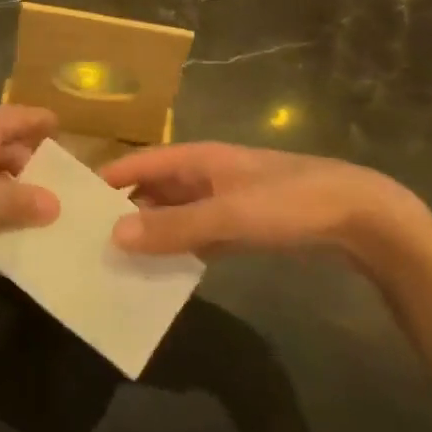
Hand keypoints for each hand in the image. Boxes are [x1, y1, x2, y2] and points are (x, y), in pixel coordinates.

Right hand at [100, 142, 431, 278]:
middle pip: (154, 189)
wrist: (360, 217)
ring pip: (175, 214)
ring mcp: (225, 201)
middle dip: (124, 210)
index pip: (140, 162)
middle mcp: (205, 175)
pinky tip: (163, 273)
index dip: (108, 178)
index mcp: (197, 158)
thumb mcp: (228, 214)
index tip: (72, 201)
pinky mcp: (243, 227)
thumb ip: (173, 226)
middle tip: (87, 241)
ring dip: (150, 233)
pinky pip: (198, 236)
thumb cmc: (289, 203)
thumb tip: (114, 235)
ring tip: (116, 262)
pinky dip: (179, 250)